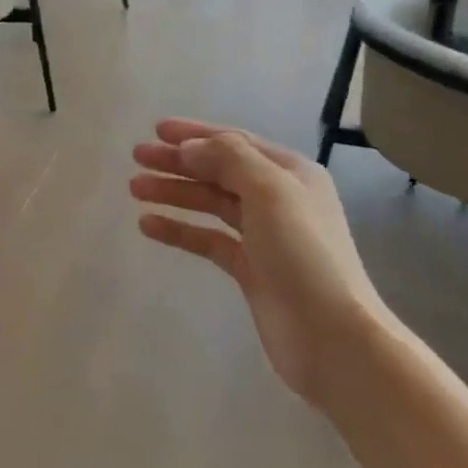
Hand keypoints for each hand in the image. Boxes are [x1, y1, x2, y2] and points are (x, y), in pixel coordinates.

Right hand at [131, 119, 385, 406]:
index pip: (235, 141)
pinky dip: (180, 230)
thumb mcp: (270, 190)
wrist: (332, 336)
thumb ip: (229, 159)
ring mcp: (264, 235)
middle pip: (219, 170)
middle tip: (137, 157)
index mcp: (290, 172)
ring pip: (211, 203)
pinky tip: (148, 225)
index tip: (156, 130)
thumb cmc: (304, 253)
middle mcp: (278, 198)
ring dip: (175, 193)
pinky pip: (208, 240)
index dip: (195, 134)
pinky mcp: (250, 269)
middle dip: (179, 162)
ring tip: (135, 188)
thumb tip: (190, 147)